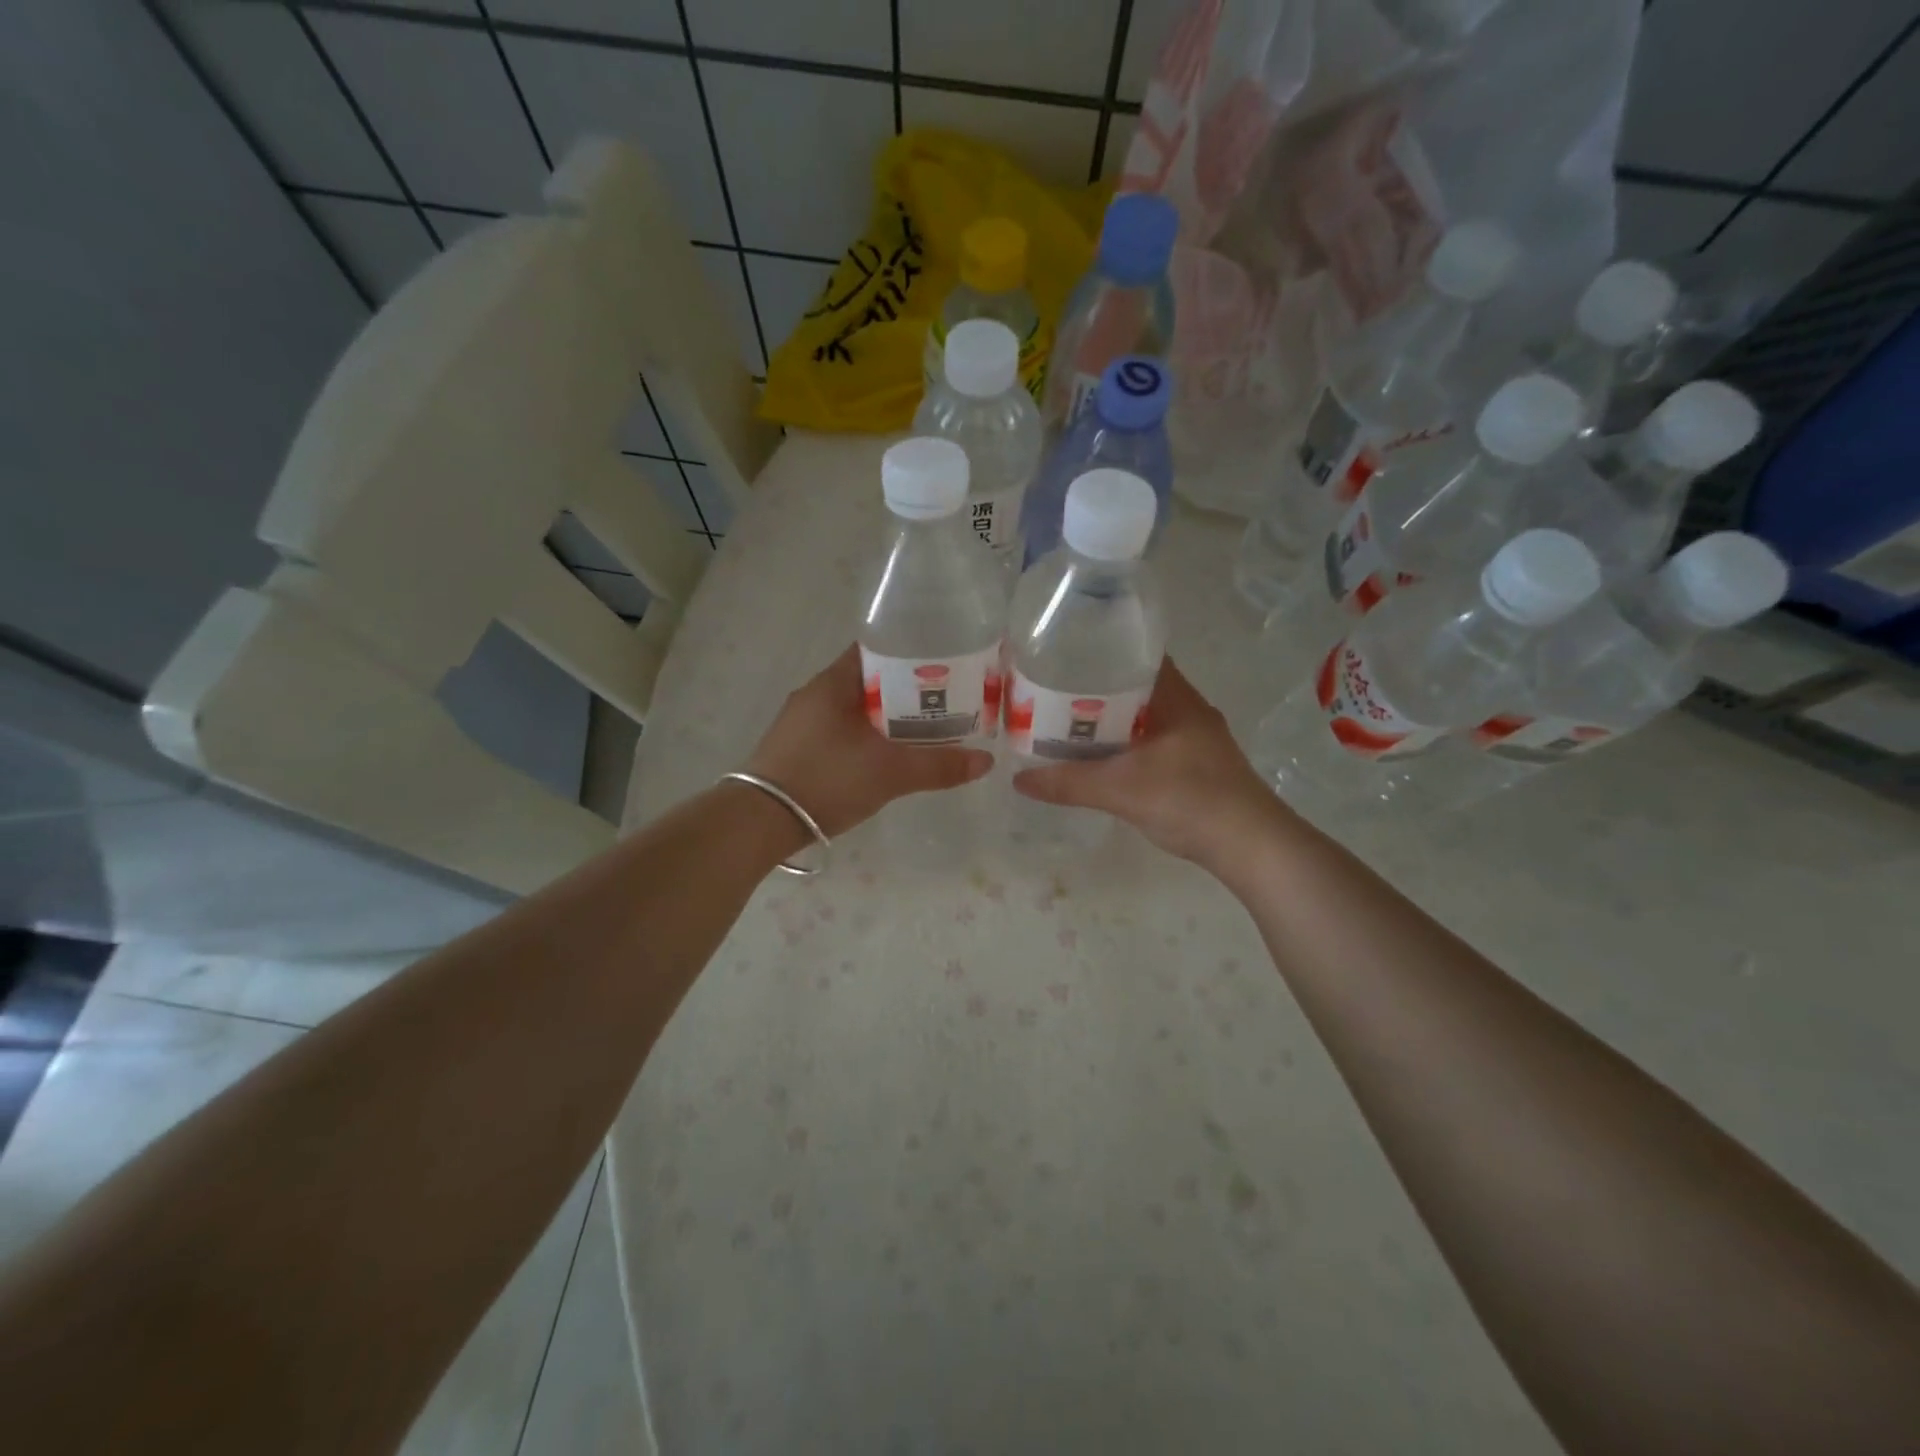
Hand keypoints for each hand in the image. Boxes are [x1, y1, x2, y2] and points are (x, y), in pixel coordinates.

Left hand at [745, 645, 993, 837]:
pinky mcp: (795, 746)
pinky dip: (866, 734)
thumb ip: (939, 766)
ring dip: (886, 715)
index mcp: (834, 682)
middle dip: (906, 690)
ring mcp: (802, 721)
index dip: (913, 653)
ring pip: (855, 707)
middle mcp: (815, 693)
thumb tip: (986, 762)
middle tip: (945, 701)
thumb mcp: (890, 773)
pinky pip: (840, 729)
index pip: (878, 649)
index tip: (945, 665)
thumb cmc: (827, 780)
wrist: (759, 821)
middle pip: (870, 679)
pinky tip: (885, 754)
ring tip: (923, 728)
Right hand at [1013, 658, 1291, 867]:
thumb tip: (1018, 780)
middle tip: (1056, 694)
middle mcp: (1190, 711)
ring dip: (1113, 721)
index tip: (1067, 656)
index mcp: (1177, 699)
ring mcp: (1198, 740)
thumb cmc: (1190, 801)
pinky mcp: (1199, 766)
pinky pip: (1154, 742)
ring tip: (1070, 725)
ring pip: (1146, 718)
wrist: (1252, 847)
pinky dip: (1128, 745)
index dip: (1104, 652)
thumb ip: (1069, 783)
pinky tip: (1104, 760)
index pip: (1139, 657)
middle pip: (1138, 688)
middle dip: (1099, 689)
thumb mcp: (1121, 790)